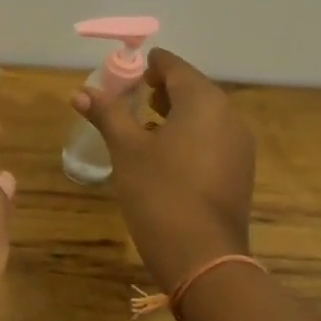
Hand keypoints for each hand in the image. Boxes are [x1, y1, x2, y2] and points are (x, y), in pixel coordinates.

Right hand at [71, 49, 255, 290]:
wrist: (201, 255)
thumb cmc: (159, 192)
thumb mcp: (126, 150)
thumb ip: (107, 114)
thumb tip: (81, 92)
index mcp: (203, 101)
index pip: (175, 67)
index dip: (150, 64)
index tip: (127, 68)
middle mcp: (228, 116)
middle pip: (193, 89)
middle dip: (162, 88)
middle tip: (131, 94)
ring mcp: (239, 145)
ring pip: (204, 115)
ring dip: (175, 113)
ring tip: (143, 122)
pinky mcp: (239, 171)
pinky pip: (212, 139)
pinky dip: (189, 135)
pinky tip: (165, 153)